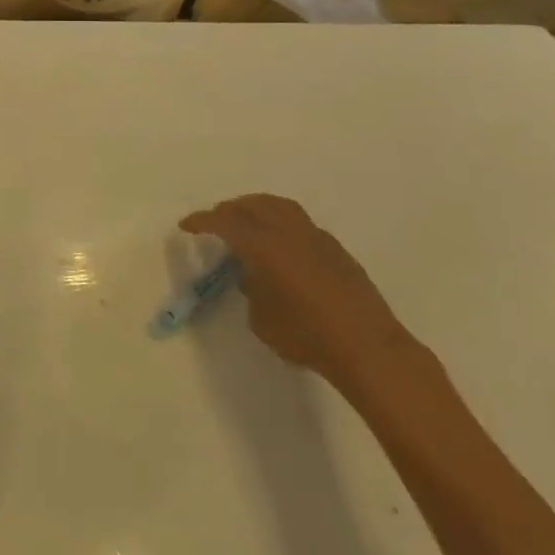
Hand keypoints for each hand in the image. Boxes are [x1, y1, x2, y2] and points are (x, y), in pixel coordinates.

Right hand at [180, 194, 408, 394]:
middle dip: (230, 209)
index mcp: (263, 245)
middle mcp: (288, 232)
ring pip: (280, 207)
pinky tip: (281, 246)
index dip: (202, 221)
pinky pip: (301, 224)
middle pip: (253, 205)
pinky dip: (282, 224)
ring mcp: (317, 238)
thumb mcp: (261, 319)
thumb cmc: (306, 336)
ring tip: (247, 222)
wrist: (368, 349)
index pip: (224, 222)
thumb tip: (254, 277)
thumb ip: (251, 289)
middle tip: (217, 221)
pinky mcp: (337, 251)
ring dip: (258, 208)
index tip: (186, 226)